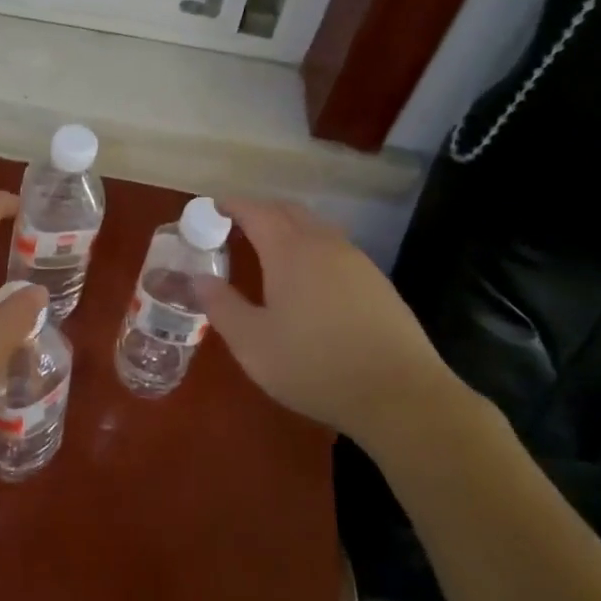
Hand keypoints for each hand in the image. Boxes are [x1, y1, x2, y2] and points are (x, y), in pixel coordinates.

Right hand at [194, 198, 455, 445]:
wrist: (401, 395)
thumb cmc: (315, 365)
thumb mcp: (252, 343)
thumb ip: (221, 305)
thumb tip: (198, 278)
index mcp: (290, 251)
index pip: (256, 211)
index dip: (233, 205)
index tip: (214, 206)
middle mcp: (324, 244)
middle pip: (289, 211)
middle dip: (261, 210)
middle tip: (237, 224)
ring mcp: (357, 261)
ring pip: (316, 228)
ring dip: (289, 228)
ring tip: (270, 248)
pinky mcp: (378, 283)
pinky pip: (336, 249)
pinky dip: (312, 248)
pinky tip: (309, 278)